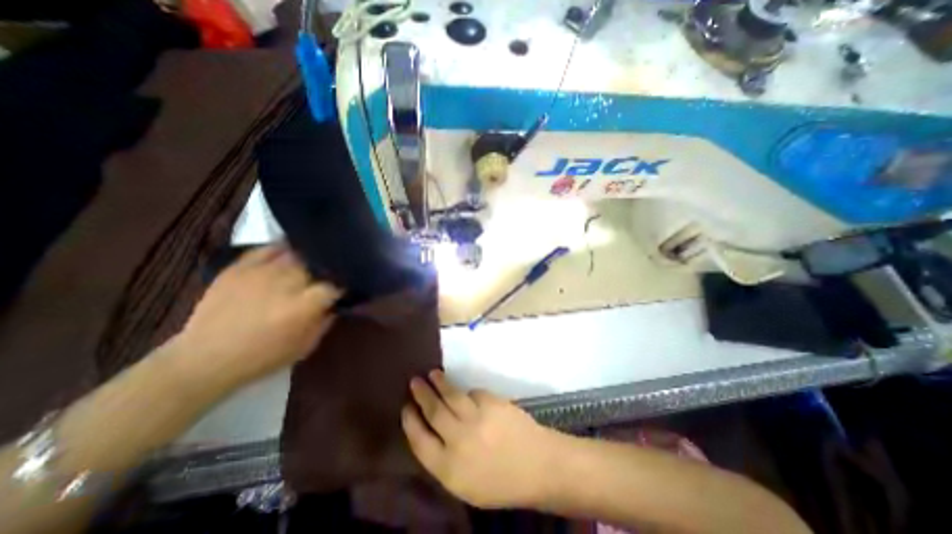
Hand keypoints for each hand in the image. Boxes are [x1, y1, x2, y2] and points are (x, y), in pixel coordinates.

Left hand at [173, 245, 340, 392]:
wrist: (205, 359)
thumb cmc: (263, 357)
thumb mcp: (306, 345)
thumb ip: (326, 321)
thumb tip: (336, 303)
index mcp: (304, 304)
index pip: (334, 285)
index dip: (341, 287)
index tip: (342, 291)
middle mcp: (286, 282)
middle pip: (316, 265)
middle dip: (324, 270)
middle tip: (326, 277)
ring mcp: (262, 272)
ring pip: (296, 253)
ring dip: (307, 259)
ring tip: (311, 263)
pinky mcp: (240, 268)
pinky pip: (267, 248)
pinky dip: (282, 248)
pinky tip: (289, 252)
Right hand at [398, 372, 559, 508]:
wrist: (538, 466)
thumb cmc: (500, 482)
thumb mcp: (465, 484)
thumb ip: (444, 460)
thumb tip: (431, 431)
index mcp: (448, 469)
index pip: (419, 440)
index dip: (410, 422)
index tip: (405, 408)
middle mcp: (458, 440)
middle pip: (433, 411)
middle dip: (421, 394)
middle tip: (414, 381)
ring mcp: (476, 418)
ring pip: (450, 395)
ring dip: (439, 383)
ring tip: (432, 374)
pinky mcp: (491, 402)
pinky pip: (473, 393)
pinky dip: (468, 393)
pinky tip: (467, 394)